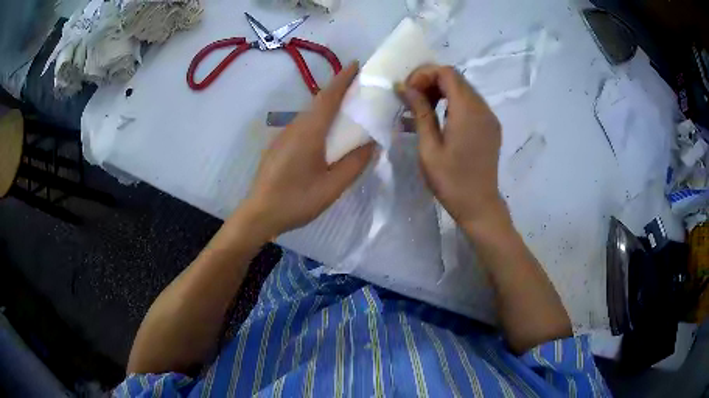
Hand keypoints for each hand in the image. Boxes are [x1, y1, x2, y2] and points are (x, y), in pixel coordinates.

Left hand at [241, 62, 373, 236]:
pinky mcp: (277, 147)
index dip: (342, 79)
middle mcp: (294, 128)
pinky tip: (324, 137)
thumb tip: (372, 144)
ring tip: (346, 113)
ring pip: (309, 115)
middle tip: (358, 90)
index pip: (328, 97)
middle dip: (338, 91)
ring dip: (327, 107)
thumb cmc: (296, 200)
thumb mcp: (332, 186)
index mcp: (309, 132)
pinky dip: (317, 122)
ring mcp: (283, 136)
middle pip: (318, 103)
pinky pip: (302, 127)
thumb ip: (355, 164)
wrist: (259, 214)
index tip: (355, 64)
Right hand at [397, 65, 505, 230]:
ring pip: (463, 90)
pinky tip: (437, 119)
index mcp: (468, 111)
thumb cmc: (450, 181)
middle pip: (456, 78)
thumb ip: (420, 112)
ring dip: (440, 92)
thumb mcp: (429, 147)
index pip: (447, 73)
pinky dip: (452, 103)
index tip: (408, 92)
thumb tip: (405, 87)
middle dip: (430, 82)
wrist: (479, 206)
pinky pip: (470, 104)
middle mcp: (483, 108)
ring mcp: (489, 117)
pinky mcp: (490, 126)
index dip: (424, 75)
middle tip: (411, 100)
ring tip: (421, 109)